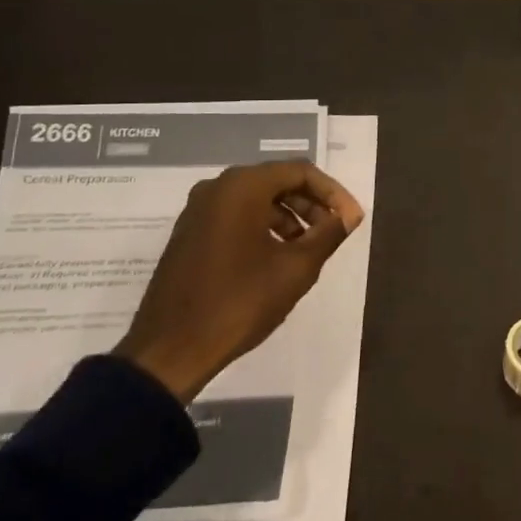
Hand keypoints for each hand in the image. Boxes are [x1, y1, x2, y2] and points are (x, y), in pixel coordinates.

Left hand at [114, 161, 364, 402]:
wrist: (170, 349)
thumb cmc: (239, 302)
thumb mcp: (296, 268)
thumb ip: (328, 234)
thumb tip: (348, 216)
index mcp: (242, 187)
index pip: (301, 172)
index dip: (333, 193)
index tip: (351, 220)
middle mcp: (217, 188)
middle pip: (277, 181)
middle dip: (311, 204)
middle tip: (333, 232)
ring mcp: (198, 211)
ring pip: (256, 200)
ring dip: (289, 217)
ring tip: (309, 249)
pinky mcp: (189, 234)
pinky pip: (235, 216)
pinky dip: (263, 228)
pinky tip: (277, 258)